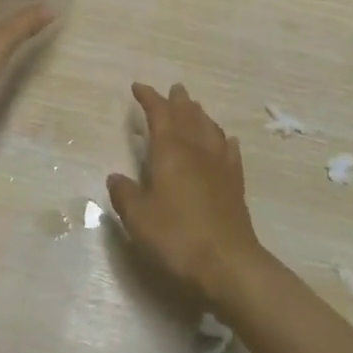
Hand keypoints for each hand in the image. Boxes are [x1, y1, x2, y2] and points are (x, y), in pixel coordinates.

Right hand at [107, 83, 268, 306]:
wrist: (228, 265)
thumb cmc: (177, 237)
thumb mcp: (138, 219)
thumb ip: (125, 195)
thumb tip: (116, 177)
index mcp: (170, 151)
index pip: (159, 114)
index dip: (149, 98)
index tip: (138, 87)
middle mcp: (197, 150)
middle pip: (188, 115)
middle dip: (178, 101)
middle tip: (173, 89)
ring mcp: (220, 166)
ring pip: (210, 128)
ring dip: (200, 115)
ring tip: (194, 108)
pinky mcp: (236, 184)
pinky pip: (230, 151)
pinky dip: (224, 140)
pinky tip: (226, 140)